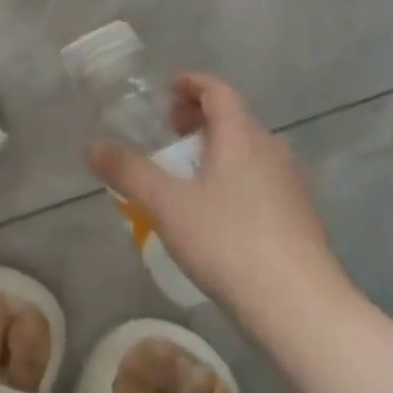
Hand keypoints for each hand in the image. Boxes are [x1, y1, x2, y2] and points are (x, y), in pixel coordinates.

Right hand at [86, 74, 352, 338]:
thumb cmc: (229, 243)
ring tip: (187, 171)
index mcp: (241, 137)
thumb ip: (128, 171)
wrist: (301, 309)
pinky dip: (233, 175)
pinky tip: (216, 210)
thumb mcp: (167, 205)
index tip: (166, 89)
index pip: (218, 91)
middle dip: (199, 118)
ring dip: (217, 148)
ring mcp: (290, 186)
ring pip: (249, 150)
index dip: (191, 83)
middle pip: (234, 119)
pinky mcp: (299, 218)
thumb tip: (91, 146)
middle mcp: (271, 151)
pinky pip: (260, 178)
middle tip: (168, 132)